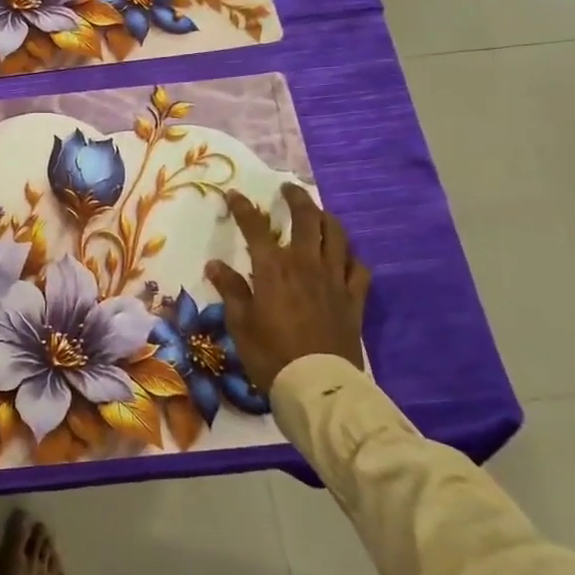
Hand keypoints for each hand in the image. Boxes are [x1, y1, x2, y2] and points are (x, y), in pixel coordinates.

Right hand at [204, 184, 370, 393]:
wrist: (317, 385)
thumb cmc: (270, 353)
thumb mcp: (240, 322)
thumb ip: (231, 289)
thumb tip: (215, 265)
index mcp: (273, 268)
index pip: (256, 227)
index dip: (243, 208)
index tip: (234, 195)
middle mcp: (306, 264)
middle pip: (306, 219)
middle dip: (296, 199)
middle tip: (288, 189)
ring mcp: (334, 279)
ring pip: (336, 236)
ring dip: (326, 219)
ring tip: (318, 213)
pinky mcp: (354, 298)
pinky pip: (359, 267)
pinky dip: (351, 255)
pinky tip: (345, 256)